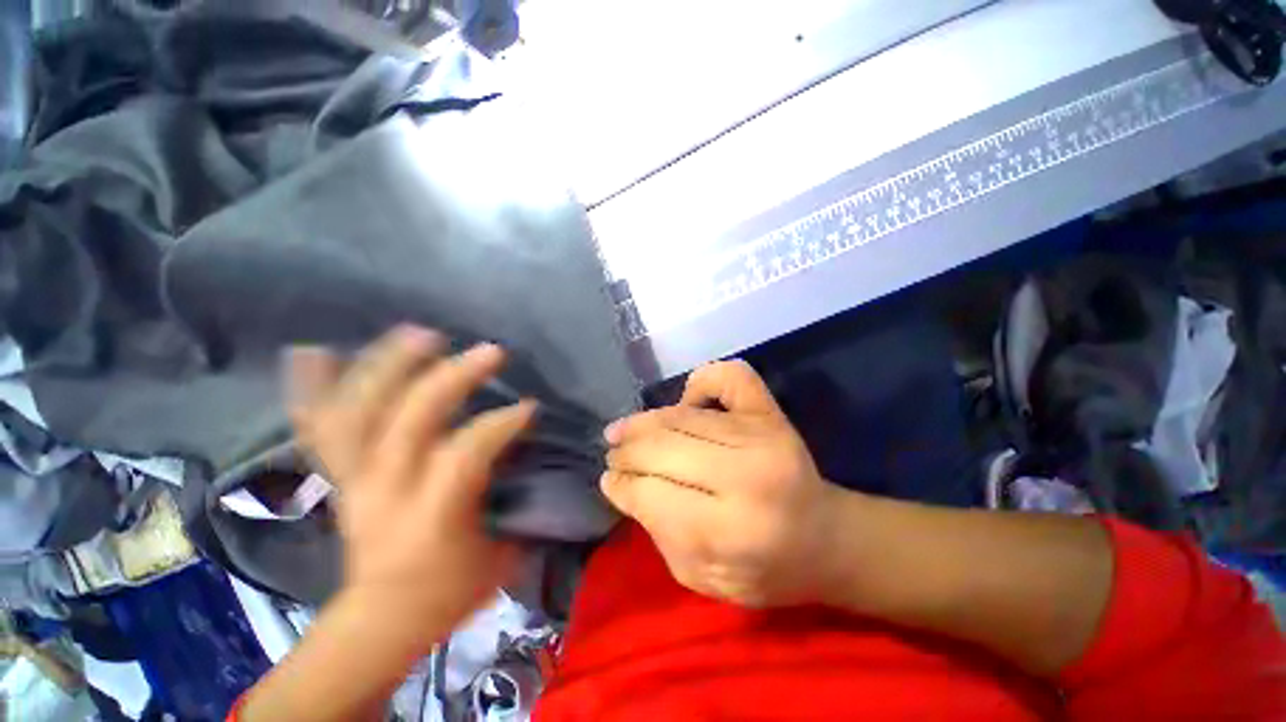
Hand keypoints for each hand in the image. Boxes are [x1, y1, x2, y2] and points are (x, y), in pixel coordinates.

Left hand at [286, 326, 535, 652]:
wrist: (380, 620)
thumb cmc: (446, 592)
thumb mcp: (499, 558)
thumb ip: (517, 505)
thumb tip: (533, 460)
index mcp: (430, 516)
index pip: (465, 454)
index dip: (500, 424)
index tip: (530, 406)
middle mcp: (384, 489)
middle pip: (409, 420)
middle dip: (452, 379)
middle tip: (489, 352)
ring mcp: (353, 479)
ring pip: (358, 412)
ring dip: (387, 367)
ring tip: (420, 333)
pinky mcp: (338, 476)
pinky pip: (316, 427)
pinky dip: (311, 388)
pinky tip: (312, 351)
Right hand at [600, 360, 844, 607]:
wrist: (824, 538)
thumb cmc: (763, 571)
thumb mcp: (701, 577)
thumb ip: (658, 532)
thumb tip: (621, 483)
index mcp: (733, 530)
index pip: (652, 494)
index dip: (621, 486)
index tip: (608, 481)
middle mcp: (747, 472)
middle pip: (663, 448)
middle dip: (627, 453)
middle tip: (613, 456)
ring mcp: (761, 433)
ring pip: (682, 416)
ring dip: (644, 422)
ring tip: (624, 431)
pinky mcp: (770, 412)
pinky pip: (729, 376)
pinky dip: (701, 381)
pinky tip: (687, 401)